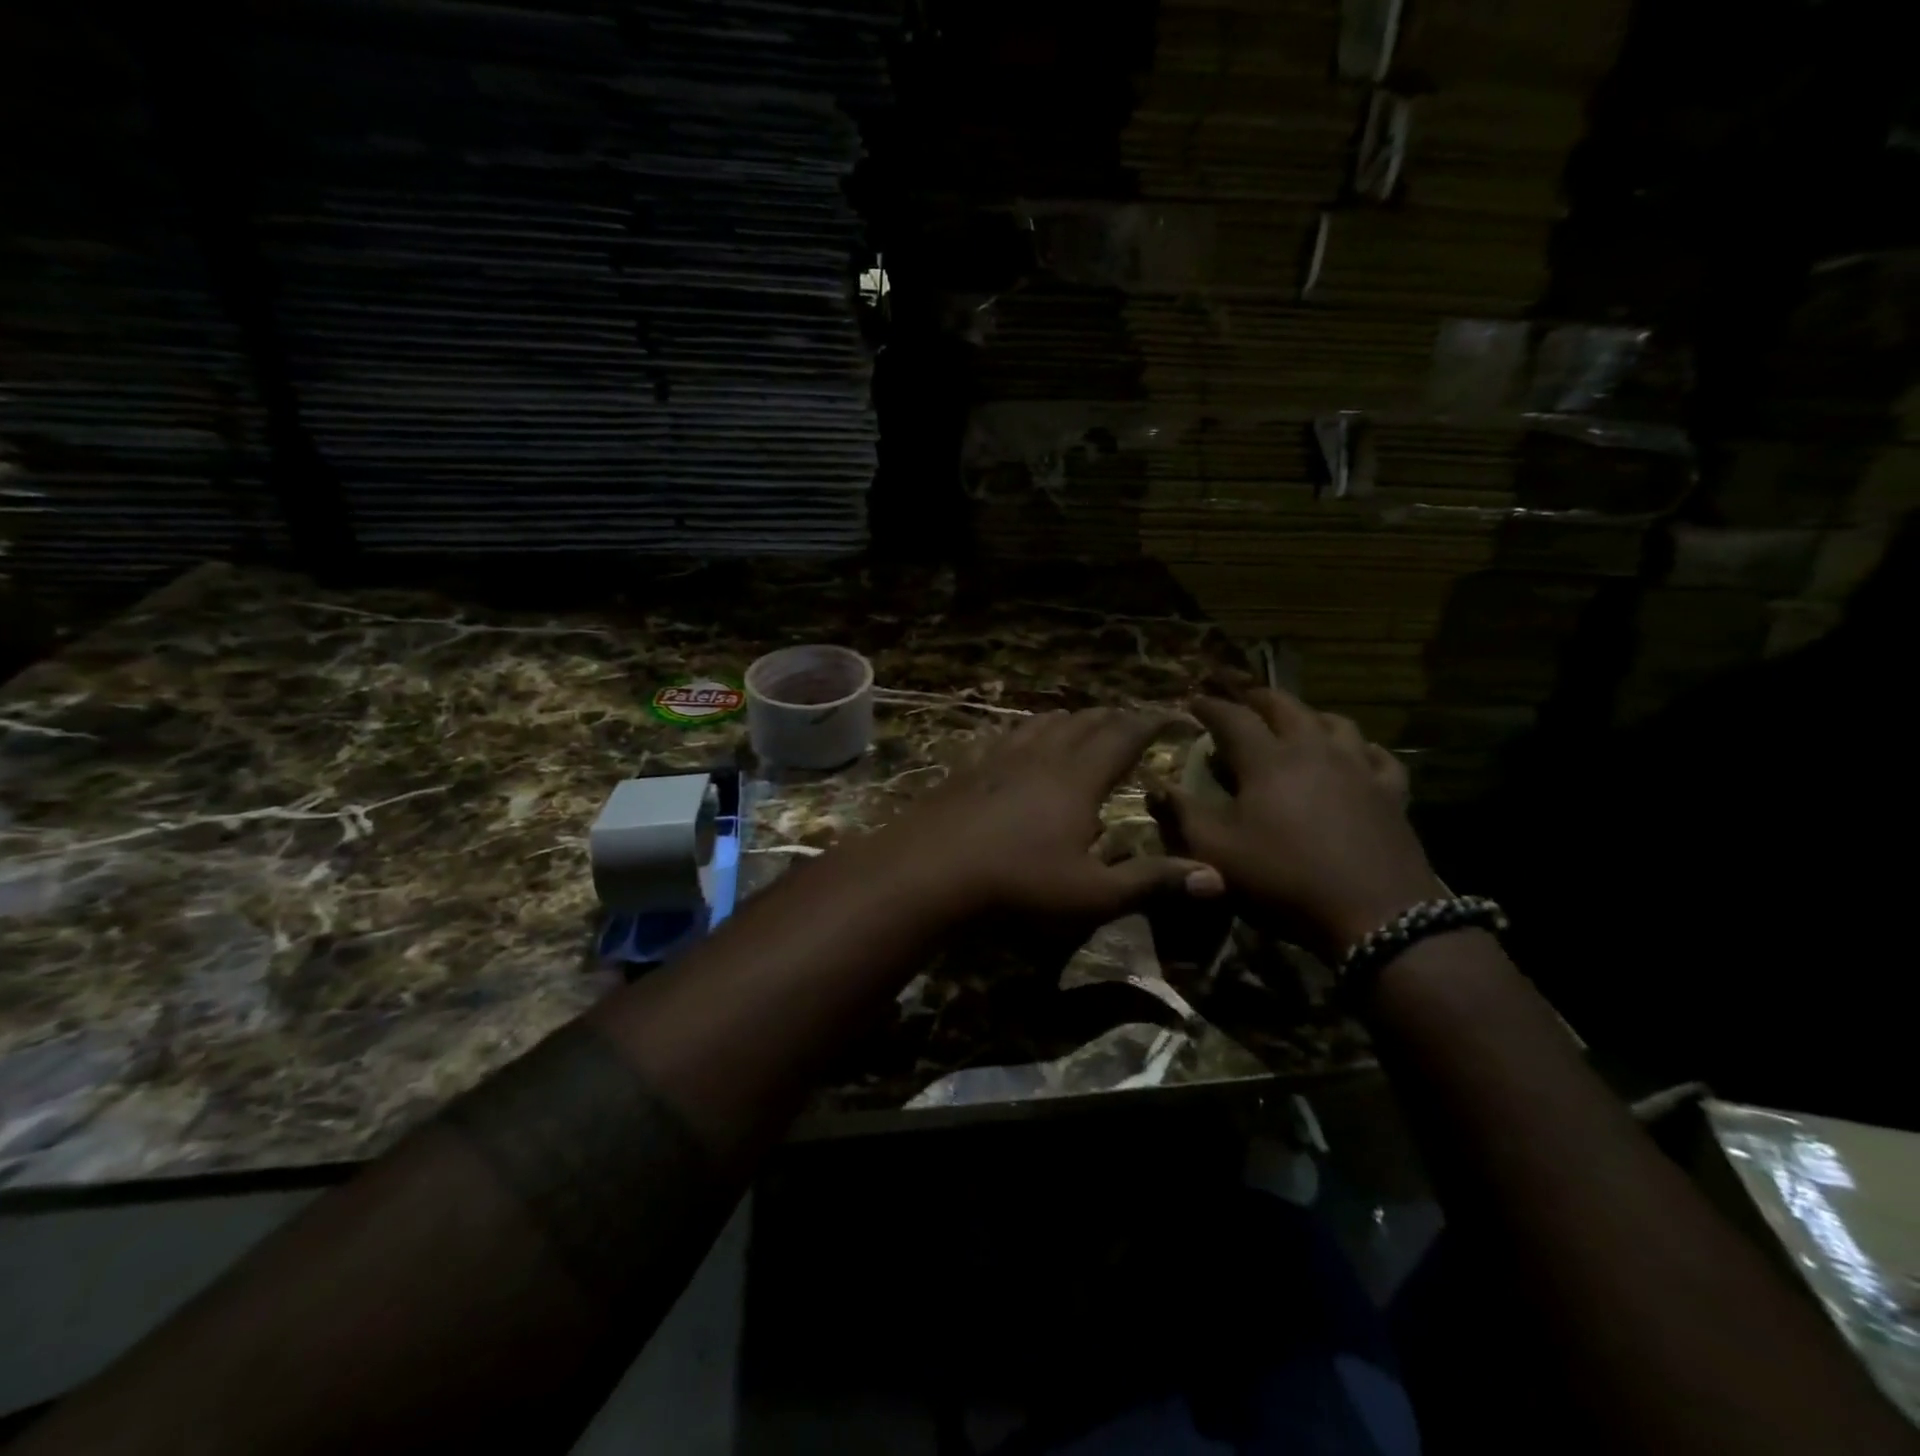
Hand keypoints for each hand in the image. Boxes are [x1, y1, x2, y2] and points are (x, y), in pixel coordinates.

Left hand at [860, 708, 1224, 925]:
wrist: (932, 869)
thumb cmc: (1019, 883)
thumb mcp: (1092, 892)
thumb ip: (1151, 881)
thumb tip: (1216, 876)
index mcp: (1078, 779)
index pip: (1120, 738)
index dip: (1146, 724)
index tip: (1166, 715)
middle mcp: (1042, 757)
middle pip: (1082, 724)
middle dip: (1109, 718)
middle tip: (1126, 716)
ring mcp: (1000, 759)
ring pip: (1041, 725)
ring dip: (1067, 719)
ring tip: (1078, 718)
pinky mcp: (969, 768)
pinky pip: (1003, 737)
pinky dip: (1023, 730)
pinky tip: (1016, 739)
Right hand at [1151, 689, 1443, 958]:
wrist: (1375, 914)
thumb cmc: (1284, 878)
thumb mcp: (1217, 851)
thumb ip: (1182, 813)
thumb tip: (1156, 785)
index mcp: (1268, 760)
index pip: (1233, 718)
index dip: (1210, 707)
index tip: (1194, 700)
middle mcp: (1314, 750)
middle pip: (1286, 707)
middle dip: (1258, 698)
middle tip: (1241, 698)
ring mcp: (1358, 768)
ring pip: (1335, 722)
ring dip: (1308, 715)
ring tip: (1296, 720)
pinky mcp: (1391, 793)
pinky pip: (1378, 756)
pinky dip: (1361, 748)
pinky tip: (1357, 755)